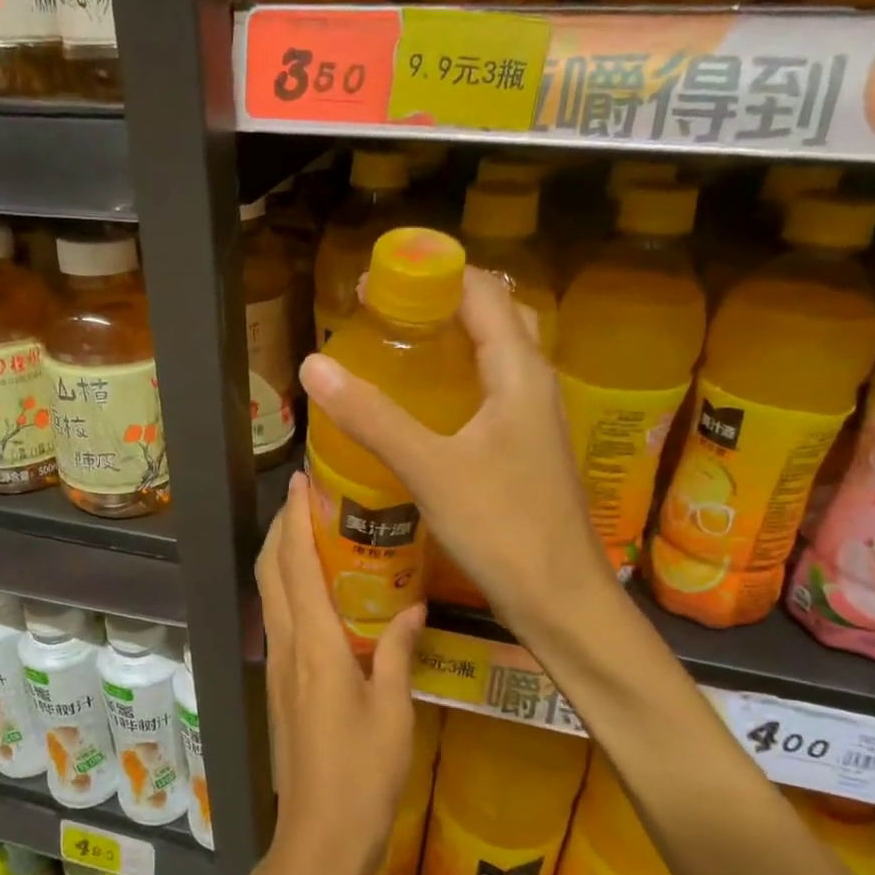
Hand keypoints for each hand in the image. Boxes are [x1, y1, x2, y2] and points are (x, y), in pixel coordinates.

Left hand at [256, 471, 423, 874]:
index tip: (303, 483)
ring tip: (309, 532)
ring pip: (269, 595)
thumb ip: (397, 652)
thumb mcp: (394, 711)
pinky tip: (315, 591)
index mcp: (315, 645)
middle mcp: (288, 646)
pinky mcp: (280, 686)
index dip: (295, 520)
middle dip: (281, 529)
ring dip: (280, 557)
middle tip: (308, 500)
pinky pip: (279, 620)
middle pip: (271, 572)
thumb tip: (413, 607)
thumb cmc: (363, 776)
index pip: (297, 566)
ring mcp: (278, 667)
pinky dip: (287, 589)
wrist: (319, 838)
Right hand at [299, 267, 610, 638]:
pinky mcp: (525, 450)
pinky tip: (423, 407)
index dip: (431, 274)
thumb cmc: (503, 528)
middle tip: (386, 313)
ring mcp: (534, 419)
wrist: (560, 600)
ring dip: (452, 340)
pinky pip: (491, 394)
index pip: (482, 291)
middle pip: (494, 317)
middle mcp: (534, 384)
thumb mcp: (430, 469)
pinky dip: (457, 381)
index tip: (375, 284)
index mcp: (520, 372)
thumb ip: (373, 417)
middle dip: (442, 302)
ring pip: (495, 357)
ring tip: (397, 348)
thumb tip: (314, 365)